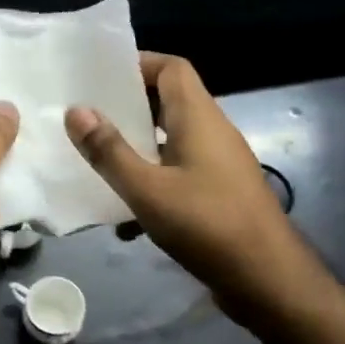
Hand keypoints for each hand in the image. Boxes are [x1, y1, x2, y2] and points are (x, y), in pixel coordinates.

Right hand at [65, 53, 329, 331]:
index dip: (137, 63)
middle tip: (88, 120)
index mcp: (198, 118)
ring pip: (171, 143)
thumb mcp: (147, 189)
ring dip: (137, 151)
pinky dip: (153, 186)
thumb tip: (76, 110)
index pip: (172, 68)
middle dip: (128, 110)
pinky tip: (126, 221)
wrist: (268, 280)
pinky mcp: (220, 194)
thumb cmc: (206, 225)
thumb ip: (109, 151)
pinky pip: (179, 175)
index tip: (99, 77)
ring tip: (98, 166)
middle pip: (168, 103)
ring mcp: (219, 165)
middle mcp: (212, 133)